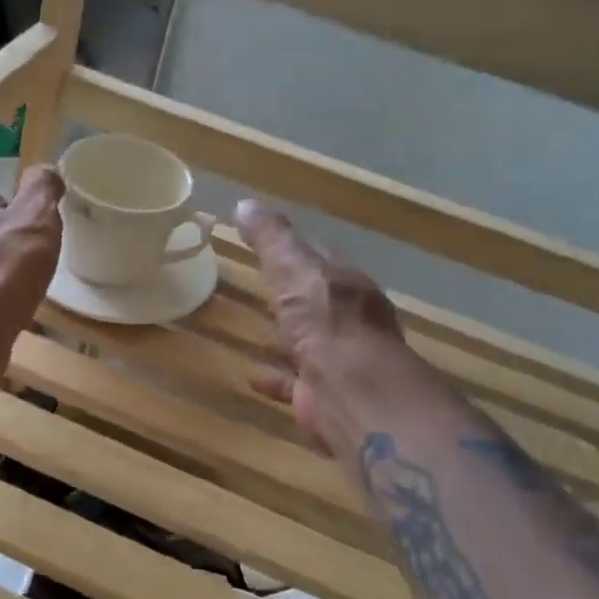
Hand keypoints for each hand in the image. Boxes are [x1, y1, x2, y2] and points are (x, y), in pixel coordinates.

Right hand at [235, 199, 425, 464]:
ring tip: (254, 327)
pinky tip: (251, 375)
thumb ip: (272, 239)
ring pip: (309, 341)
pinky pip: (293, 382)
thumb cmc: (327, 321)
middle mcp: (349, 320)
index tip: (269, 243)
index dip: (296, 249)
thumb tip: (245, 203)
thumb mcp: (294, 269)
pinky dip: (275, 377)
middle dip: (294, 294)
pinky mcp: (323, 395)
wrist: (353, 393)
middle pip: (317, 300)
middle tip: (262, 286)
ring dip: (287, 335)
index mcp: (347, 284)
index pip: (321, 258)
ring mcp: (338, 360)